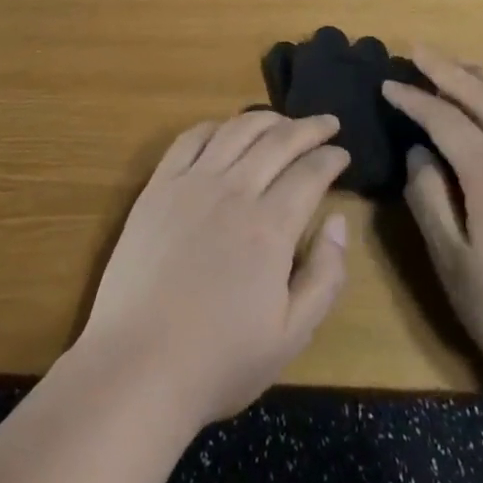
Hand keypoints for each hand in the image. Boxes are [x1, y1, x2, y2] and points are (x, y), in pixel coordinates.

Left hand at [77, 111, 351, 429]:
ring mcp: (191, 184)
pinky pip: (189, 139)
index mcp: (269, 227)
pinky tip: (225, 129)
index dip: (331, 158)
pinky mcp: (158, 187)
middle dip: (307, 128)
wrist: (139, 364)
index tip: (343, 153)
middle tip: (326, 123)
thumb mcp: (291, 335)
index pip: (309, 173)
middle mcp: (233, 191)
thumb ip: (325, 275)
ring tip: (283, 121)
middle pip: (277, 141)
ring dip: (264, 119)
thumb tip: (340, 222)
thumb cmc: (220, 360)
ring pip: (235, 131)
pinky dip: (215, 126)